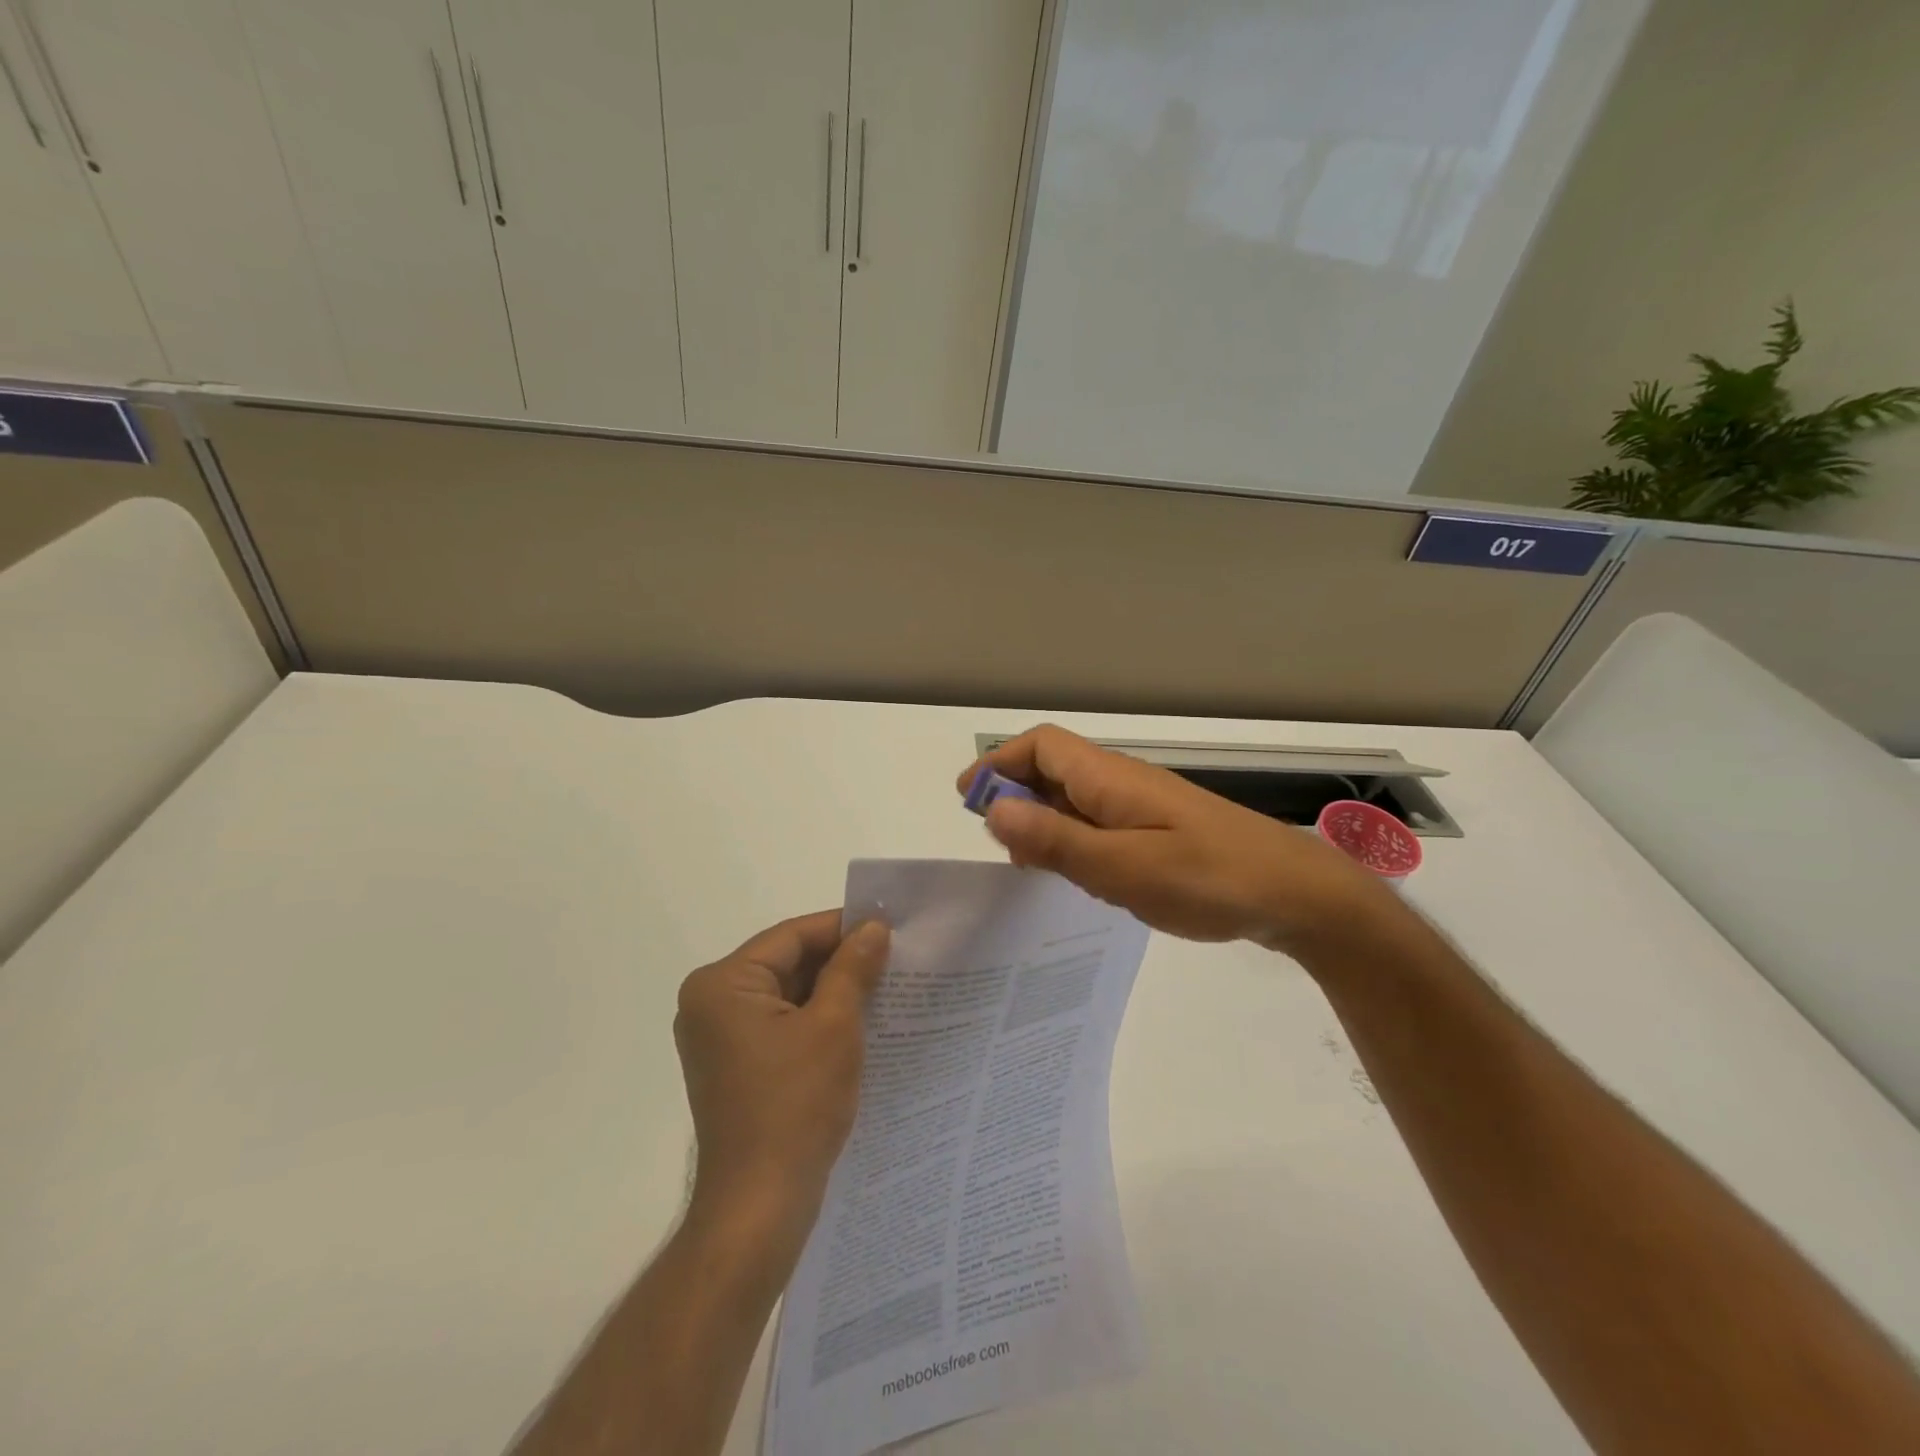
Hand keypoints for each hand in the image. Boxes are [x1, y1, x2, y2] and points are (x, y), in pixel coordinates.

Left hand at [675, 911, 890, 1255]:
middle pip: (786, 962)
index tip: (888, 926)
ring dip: (832, 990)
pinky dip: (816, 1018)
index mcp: (722, 984)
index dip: (842, 927)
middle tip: (893, 956)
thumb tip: (874, 927)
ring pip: (786, 993)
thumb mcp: (835, 1025)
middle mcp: (710, 1003)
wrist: (760, 1206)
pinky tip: (859, 1020)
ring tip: (885, 985)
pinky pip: (781, 1023)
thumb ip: (853, 967)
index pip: (791, 936)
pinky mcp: (735, 1065)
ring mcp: (720, 1037)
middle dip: (839, 960)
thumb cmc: (795, 1105)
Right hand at [958, 725, 1400, 959]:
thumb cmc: (1206, 878)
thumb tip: (993, 809)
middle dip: (1016, 797)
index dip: (999, 764)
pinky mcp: (1161, 831)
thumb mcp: (1121, 867)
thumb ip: (1056, 839)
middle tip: (999, 847)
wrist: (1295, 894)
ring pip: (1077, 800)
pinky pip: (1102, 824)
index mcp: (1109, 778)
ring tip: (1032, 870)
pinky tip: (1083, 880)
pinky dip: (1076, 842)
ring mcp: (1144, 806)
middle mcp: (1122, 782)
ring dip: (1045, 823)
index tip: (969, 801)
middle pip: (1054, 770)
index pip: (1041, 746)